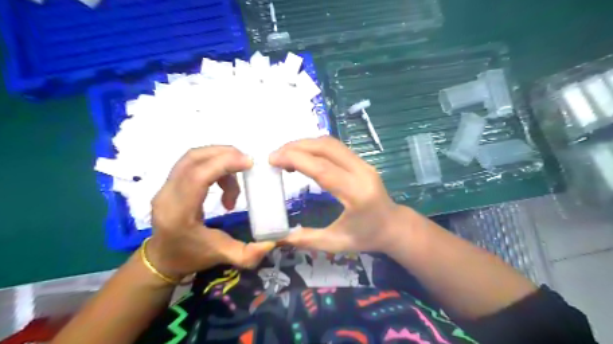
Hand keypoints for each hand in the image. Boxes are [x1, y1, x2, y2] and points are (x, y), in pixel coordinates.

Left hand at [146, 145, 273, 278]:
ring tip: (236, 179)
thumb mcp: (222, 257)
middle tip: (247, 164)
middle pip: (193, 159)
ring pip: (193, 157)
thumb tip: (272, 243)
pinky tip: (224, 183)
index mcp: (179, 214)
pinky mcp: (170, 183)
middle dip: (224, 155)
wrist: (163, 259)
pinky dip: (213, 165)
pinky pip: (192, 163)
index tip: (249, 163)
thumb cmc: (192, 256)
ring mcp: (165, 187)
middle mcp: (167, 195)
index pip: (197, 176)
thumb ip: (248, 254)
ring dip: (219, 160)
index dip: (224, 163)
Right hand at [271, 135, 404, 252]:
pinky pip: (335, 147)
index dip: (296, 159)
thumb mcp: (337, 243)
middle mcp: (361, 172)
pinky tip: (303, 157)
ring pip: (331, 143)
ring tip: (285, 156)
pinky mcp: (361, 161)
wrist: (394, 226)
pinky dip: (315, 147)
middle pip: (326, 147)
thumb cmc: (367, 237)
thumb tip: (280, 237)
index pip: (323, 168)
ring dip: (305, 144)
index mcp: (356, 194)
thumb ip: (308, 239)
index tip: (273, 159)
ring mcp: (363, 163)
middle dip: (296, 147)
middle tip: (275, 156)